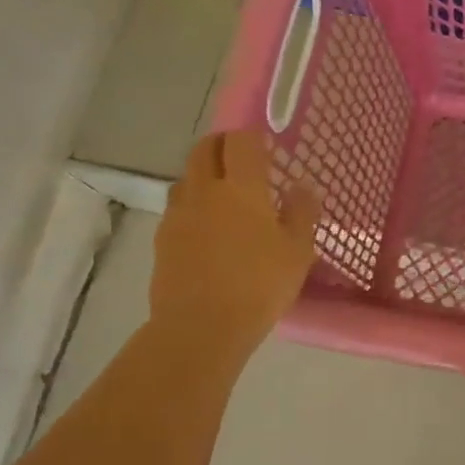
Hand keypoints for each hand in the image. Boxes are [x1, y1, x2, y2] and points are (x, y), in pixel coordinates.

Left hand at [149, 131, 318, 373]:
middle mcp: (205, 191)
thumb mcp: (298, 251)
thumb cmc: (259, 285)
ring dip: (203, 174)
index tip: (266, 145)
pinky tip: (207, 229)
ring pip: (186, 177)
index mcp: (242, 187)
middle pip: (205, 149)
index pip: (241, 141)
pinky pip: (177, 208)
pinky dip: (192, 206)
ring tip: (223, 194)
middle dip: (222, 145)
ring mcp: (178, 214)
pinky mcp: (162, 239)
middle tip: (242, 159)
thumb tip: (302, 186)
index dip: (253, 136)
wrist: (200, 327)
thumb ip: (302, 213)